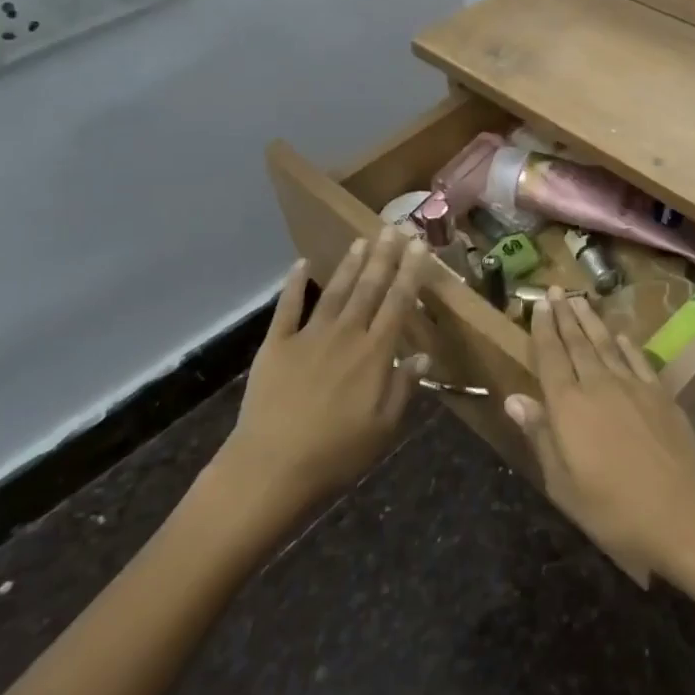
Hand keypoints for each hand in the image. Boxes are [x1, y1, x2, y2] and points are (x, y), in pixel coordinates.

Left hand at [215, 229, 430, 513]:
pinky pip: (288, 307)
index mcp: (374, 354)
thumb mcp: (383, 428)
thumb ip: (404, 387)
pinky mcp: (276, 344)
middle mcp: (346, 334)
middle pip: (369, 288)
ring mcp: (309, 335)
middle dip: (384, 256)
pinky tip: (301, 264)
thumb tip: (423, 354)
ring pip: (335, 290)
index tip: (419, 246)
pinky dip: (294, 284)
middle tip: (394, 228)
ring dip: (350, 263)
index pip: (398, 303)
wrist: (271, 467)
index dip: (410, 272)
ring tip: (362, 239)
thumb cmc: (336, 454)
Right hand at [503, 290, 694, 575]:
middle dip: (564, 315)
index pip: (550, 357)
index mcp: (568, 405)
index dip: (543, 329)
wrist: (680, 511)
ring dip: (591, 321)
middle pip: (577, 343)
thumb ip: (539, 434)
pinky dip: (626, 344)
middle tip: (555, 291)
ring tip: (580, 300)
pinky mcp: (660, 393)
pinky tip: (621, 334)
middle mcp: (598, 385)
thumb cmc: (611, 507)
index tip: (538, 304)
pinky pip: (637, 359)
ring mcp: (632, 385)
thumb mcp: (562, 482)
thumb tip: (513, 398)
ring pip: (606, 344)